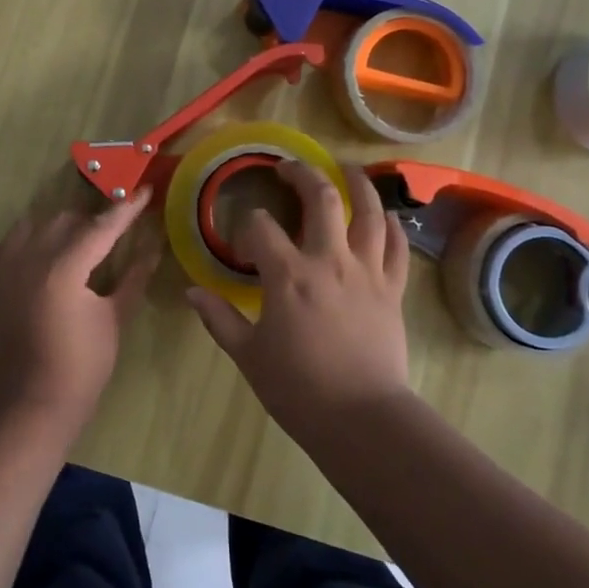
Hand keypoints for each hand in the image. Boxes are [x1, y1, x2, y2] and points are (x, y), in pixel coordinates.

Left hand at [0, 189, 158, 437]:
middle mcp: (30, 258)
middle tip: (111, 237)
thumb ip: (134, 276)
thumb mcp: (116, 317)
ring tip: (69, 249)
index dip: (126, 208)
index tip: (144, 191)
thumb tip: (154, 246)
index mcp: (65, 266)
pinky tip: (22, 261)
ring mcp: (1, 271)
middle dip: (91, 223)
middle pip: (65, 220)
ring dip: (52, 230)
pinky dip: (5, 249)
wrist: (34, 404)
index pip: (102, 226)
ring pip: (28, 227)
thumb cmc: (83, 364)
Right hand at [185, 162, 411, 442]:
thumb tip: (192, 292)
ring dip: (358, 184)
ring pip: (368, 212)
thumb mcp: (249, 355)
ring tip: (347, 169)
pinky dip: (392, 226)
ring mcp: (366, 271)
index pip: (260, 227)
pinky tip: (385, 216)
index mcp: (288, 275)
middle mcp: (329, 260)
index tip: (243, 244)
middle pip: (321, 198)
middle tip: (289, 169)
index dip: (247, 227)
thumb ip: (220, 319)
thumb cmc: (298, 389)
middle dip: (302, 175)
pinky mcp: (392, 289)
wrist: (361, 419)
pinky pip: (396, 247)